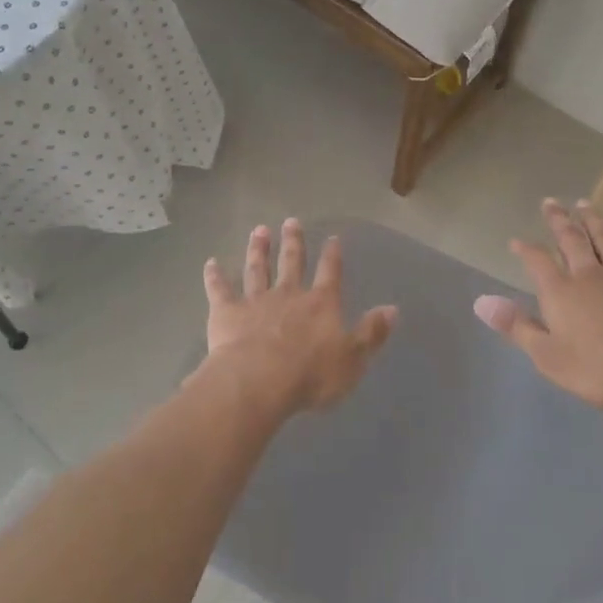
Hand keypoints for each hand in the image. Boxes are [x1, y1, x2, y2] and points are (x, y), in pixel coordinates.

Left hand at [201, 220, 397, 414]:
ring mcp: (255, 301)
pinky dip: (214, 276)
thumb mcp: (352, 359)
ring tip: (258, 230)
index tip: (332, 237)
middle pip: (291, 262)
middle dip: (293, 242)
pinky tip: (210, 263)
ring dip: (258, 249)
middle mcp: (288, 295)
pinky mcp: (226, 312)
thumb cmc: (311, 374)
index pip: (330, 273)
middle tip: (291, 221)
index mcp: (320, 304)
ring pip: (257, 269)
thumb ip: (371, 333)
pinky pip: (219, 289)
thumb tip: (393, 309)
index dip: (332, 255)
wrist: (259, 381)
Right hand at [476, 200, 602, 412]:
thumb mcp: (549, 357)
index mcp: (561, 291)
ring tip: (586, 205)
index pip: (538, 261)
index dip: (526, 249)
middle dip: (559, 220)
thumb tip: (483, 303)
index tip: (516, 241)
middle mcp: (591, 275)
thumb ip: (518, 328)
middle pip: (572, 240)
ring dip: (594, 222)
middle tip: (551, 202)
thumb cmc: (602, 369)